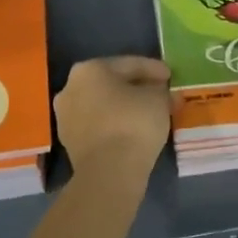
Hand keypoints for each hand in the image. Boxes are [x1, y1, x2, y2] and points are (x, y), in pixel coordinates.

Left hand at [53, 55, 171, 174]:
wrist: (109, 172)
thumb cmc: (133, 124)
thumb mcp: (157, 99)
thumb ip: (161, 90)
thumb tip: (162, 93)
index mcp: (89, 69)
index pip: (129, 64)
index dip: (154, 69)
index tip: (170, 76)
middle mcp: (70, 88)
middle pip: (112, 84)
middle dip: (137, 88)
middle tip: (161, 93)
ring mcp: (66, 117)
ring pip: (104, 106)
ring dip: (126, 107)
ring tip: (150, 114)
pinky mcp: (70, 142)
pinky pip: (99, 125)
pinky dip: (116, 124)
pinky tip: (135, 130)